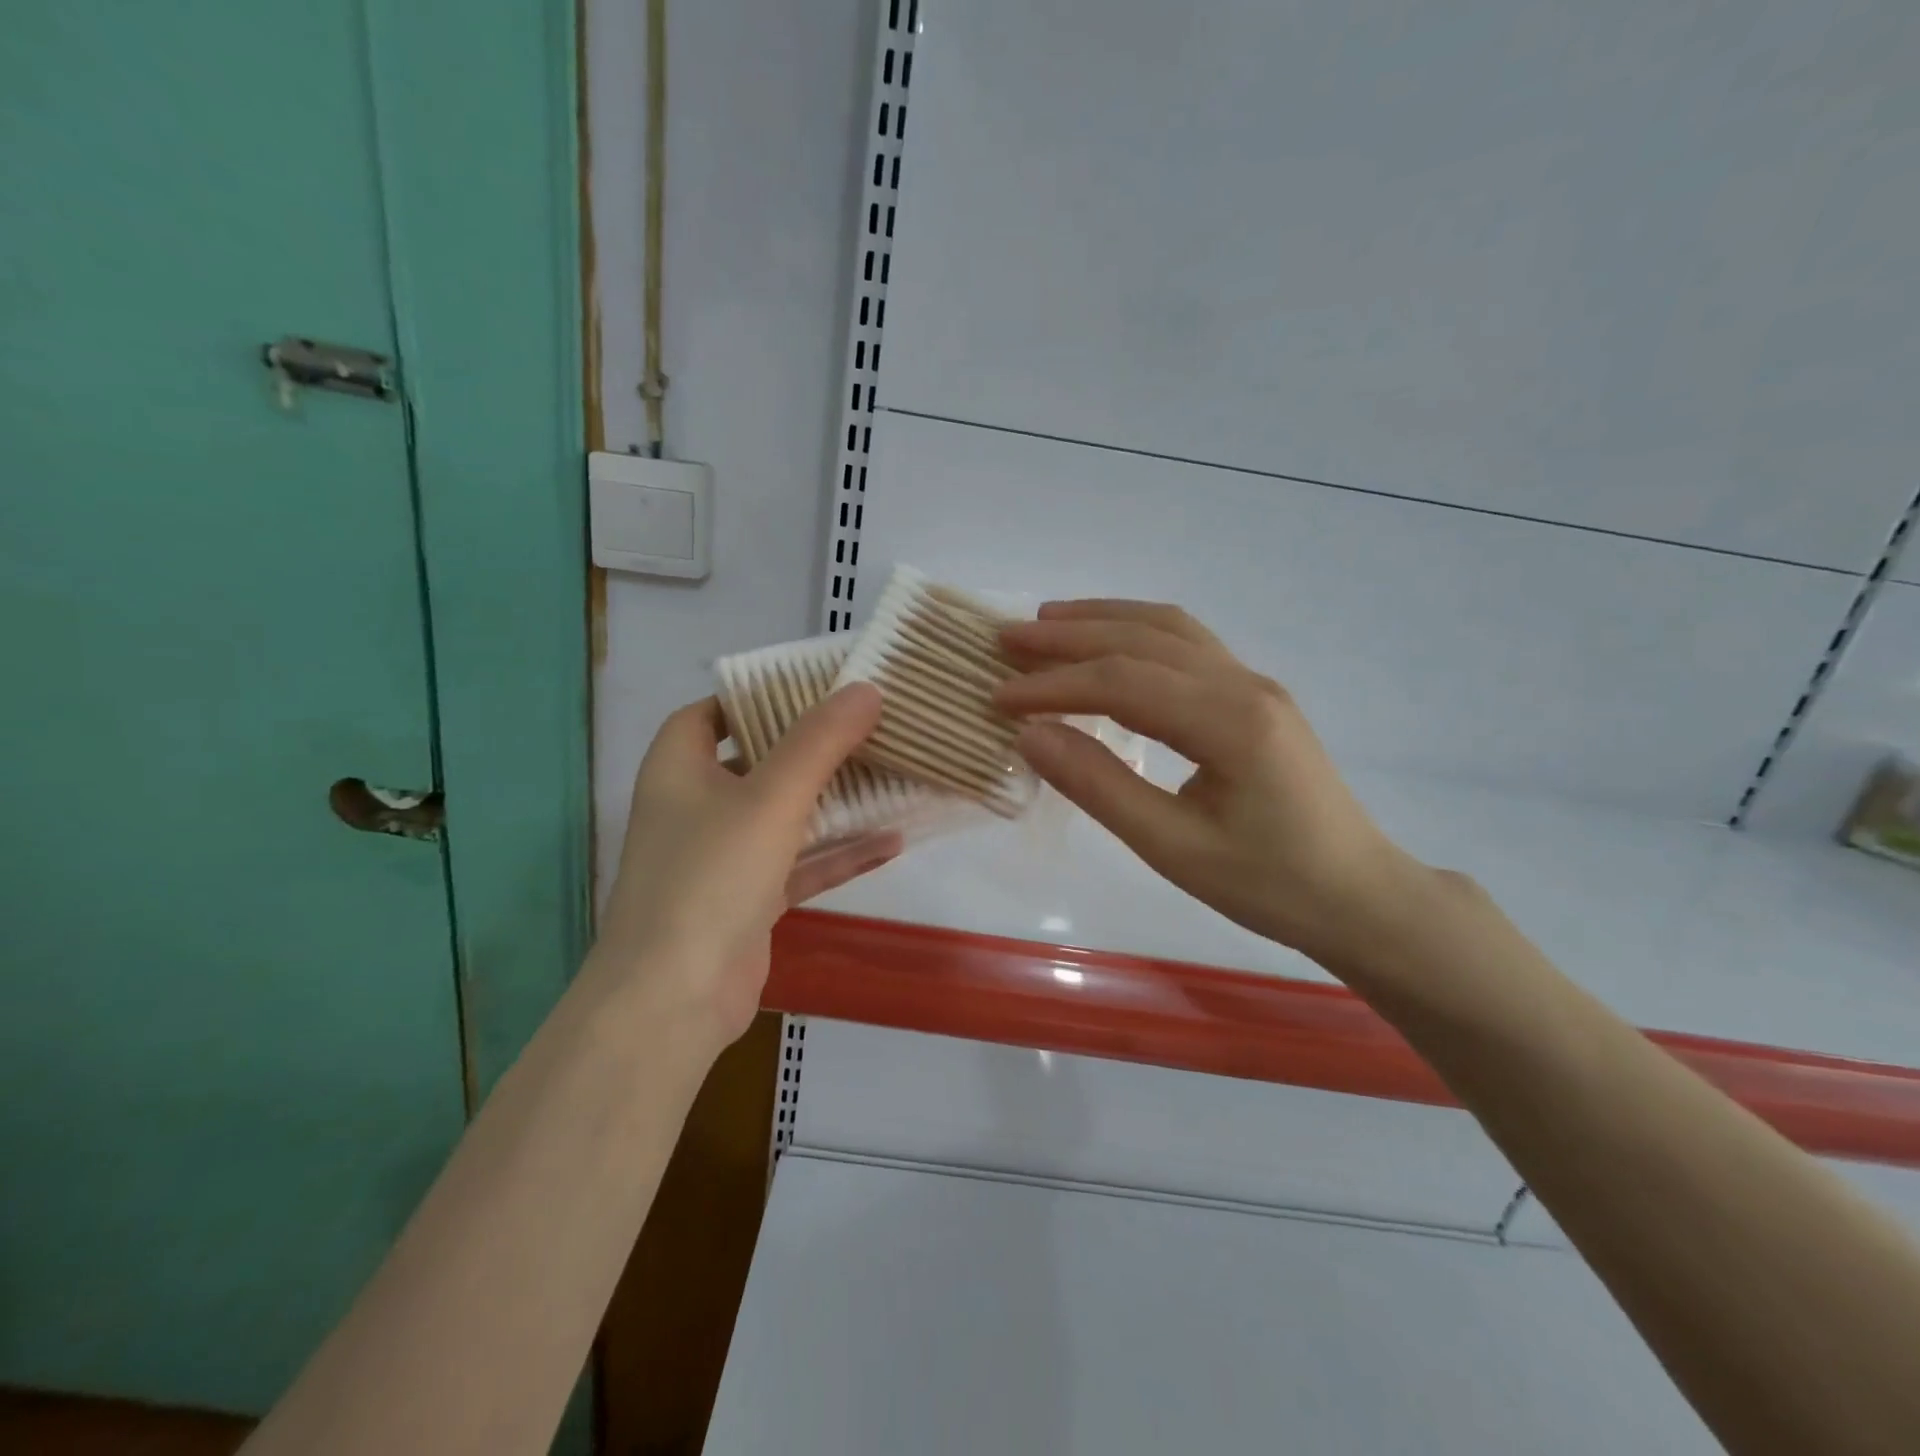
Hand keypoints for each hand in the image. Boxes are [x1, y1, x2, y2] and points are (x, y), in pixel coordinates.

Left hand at [595, 684, 898, 1046]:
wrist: (674, 999)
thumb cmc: (711, 877)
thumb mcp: (771, 797)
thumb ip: (819, 742)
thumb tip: (865, 689)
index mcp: (679, 769)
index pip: (712, 714)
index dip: (756, 697)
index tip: (813, 688)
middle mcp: (696, 807)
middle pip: (758, 762)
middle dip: (812, 747)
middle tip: (870, 726)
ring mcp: (723, 858)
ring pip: (786, 815)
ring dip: (835, 800)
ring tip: (892, 775)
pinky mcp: (749, 901)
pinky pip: (800, 864)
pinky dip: (839, 854)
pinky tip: (893, 842)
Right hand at [996, 601, 1421, 968]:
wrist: (1360, 897)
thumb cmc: (1269, 885)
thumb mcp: (1174, 849)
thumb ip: (1100, 786)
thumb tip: (1030, 737)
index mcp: (1230, 721)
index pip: (1122, 682)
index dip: (1054, 686)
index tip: (998, 697)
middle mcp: (1244, 684)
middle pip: (1143, 638)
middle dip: (1069, 635)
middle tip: (1006, 638)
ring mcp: (1254, 684)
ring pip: (1168, 629)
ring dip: (1103, 619)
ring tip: (1046, 622)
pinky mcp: (1254, 696)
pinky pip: (1188, 644)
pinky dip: (1137, 632)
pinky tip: (1110, 641)